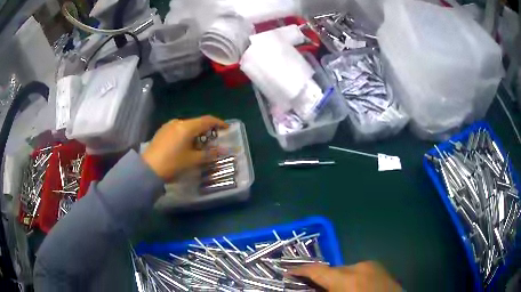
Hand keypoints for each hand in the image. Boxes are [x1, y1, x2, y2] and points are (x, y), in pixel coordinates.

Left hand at [142, 116, 227, 181]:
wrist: (147, 170)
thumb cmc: (173, 164)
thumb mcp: (192, 160)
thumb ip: (209, 154)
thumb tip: (224, 151)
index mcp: (187, 127)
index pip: (207, 120)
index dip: (219, 123)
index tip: (226, 129)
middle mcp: (177, 122)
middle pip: (196, 123)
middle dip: (206, 130)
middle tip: (212, 141)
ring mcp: (168, 126)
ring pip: (186, 126)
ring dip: (195, 133)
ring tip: (198, 146)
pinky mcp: (161, 131)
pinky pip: (178, 129)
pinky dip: (185, 135)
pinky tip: (184, 146)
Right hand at [288, 261, 401, 291]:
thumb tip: (311, 288)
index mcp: (347, 279)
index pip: (317, 270)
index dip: (300, 271)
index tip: (288, 273)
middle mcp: (359, 267)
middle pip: (332, 270)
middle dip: (321, 279)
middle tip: (314, 288)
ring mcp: (372, 265)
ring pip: (345, 270)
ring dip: (337, 280)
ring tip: (337, 291)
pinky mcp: (380, 267)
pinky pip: (358, 271)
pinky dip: (350, 279)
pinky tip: (354, 289)